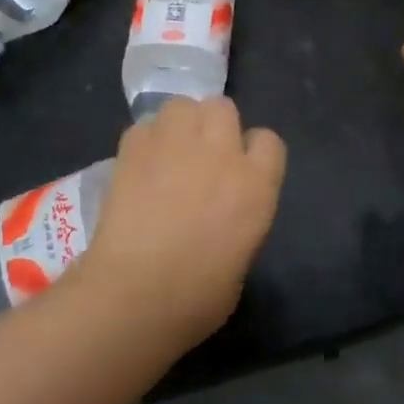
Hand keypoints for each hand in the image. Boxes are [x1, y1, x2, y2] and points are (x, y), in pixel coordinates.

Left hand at [78, 97, 286, 350]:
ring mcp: (176, 144)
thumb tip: (221, 213)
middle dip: (213, 126)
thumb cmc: (197, 298)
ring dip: (179, 123)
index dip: (252, 152)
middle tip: (199, 156)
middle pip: (223, 108)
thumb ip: (239, 219)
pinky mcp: (134, 147)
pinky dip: (144, 140)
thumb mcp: (241, 258)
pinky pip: (144, 126)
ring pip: (182, 105)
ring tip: (167, 151)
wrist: (136, 295)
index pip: (269, 141)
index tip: (239, 170)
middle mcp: (221, 152)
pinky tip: (138, 165)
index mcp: (256, 185)